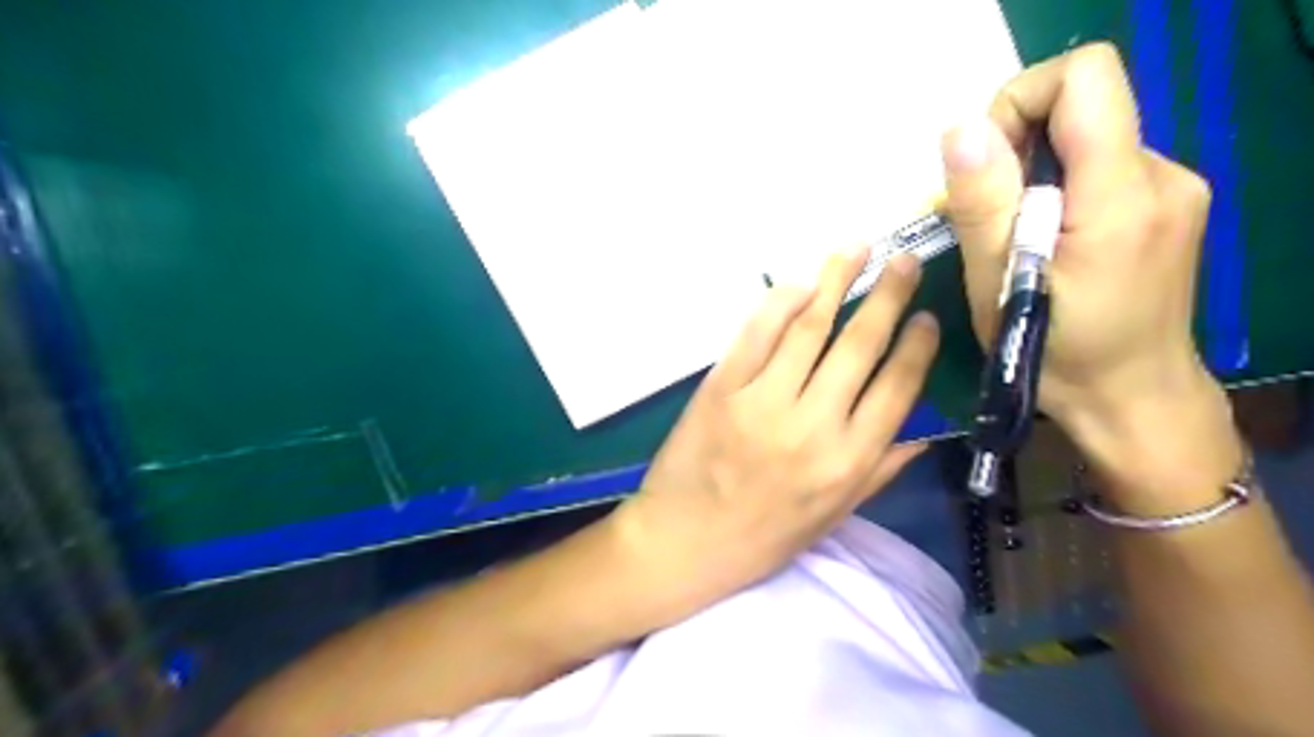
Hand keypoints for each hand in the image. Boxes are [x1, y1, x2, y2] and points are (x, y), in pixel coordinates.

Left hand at [611, 248, 937, 610]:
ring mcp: (762, 402)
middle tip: (905, 261)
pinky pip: (756, 334)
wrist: (685, 541)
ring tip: (857, 248)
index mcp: (847, 461)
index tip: (926, 316)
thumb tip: (923, 433)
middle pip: (859, 346)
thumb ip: (879, 471)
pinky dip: (780, 302)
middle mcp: (812, 426)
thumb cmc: (763, 538)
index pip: (897, 388)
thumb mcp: (832, 517)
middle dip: (888, 296)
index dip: (915, 346)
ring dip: (836, 281)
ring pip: (809, 328)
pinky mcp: (721, 388)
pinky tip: (800, 283)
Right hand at [939, 42, 1238, 512]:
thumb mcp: (998, 282)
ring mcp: (1173, 188)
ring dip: (1035, 175)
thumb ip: (983, 201)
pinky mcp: (1167, 205)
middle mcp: (1163, 173)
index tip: (986, 164)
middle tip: (990, 215)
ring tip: (1014, 239)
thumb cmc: (1054, 351)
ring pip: (1087, 140)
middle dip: (1018, 147)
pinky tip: (1045, 242)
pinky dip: (1060, 191)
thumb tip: (961, 128)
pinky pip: (1101, 168)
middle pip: (1083, 105)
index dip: (1021, 100)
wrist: (1131, 398)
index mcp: (1121, 192)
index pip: (1084, 76)